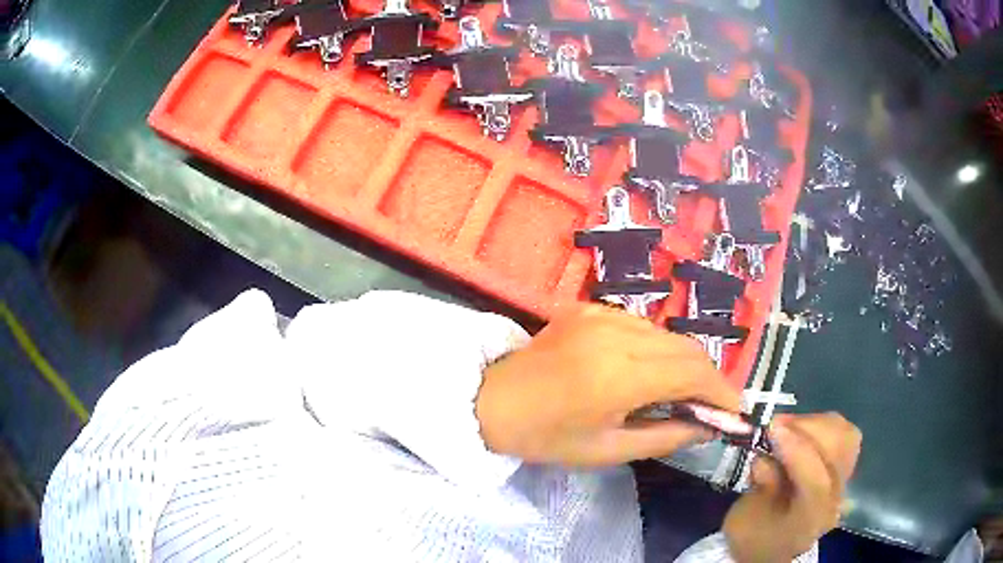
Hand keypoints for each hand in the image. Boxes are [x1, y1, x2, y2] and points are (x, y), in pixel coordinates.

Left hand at [475, 304, 741, 466]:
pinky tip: (648, 372)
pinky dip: (657, 349)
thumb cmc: (546, 436)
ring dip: (685, 362)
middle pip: (687, 348)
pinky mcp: (590, 308)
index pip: (692, 373)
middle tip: (713, 406)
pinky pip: (641, 326)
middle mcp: (616, 334)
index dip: (721, 391)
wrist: (492, 400)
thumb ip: (666, 437)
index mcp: (618, 376)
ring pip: (667, 335)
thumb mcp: (607, 450)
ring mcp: (601, 315)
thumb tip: (708, 427)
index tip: (734, 411)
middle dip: (709, 377)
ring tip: (684, 393)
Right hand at [723, 413, 861, 562]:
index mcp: (809, 520)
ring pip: (845, 435)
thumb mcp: (744, 519)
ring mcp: (844, 481)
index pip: (816, 481)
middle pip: (839, 450)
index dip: (797, 450)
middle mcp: (835, 499)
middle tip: (777, 426)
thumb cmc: (753, 535)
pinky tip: (802, 433)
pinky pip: (843, 435)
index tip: (772, 428)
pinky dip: (823, 426)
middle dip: (808, 428)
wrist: (771, 549)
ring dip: (815, 424)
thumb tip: (767, 454)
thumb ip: (760, 487)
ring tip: (788, 428)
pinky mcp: (844, 467)